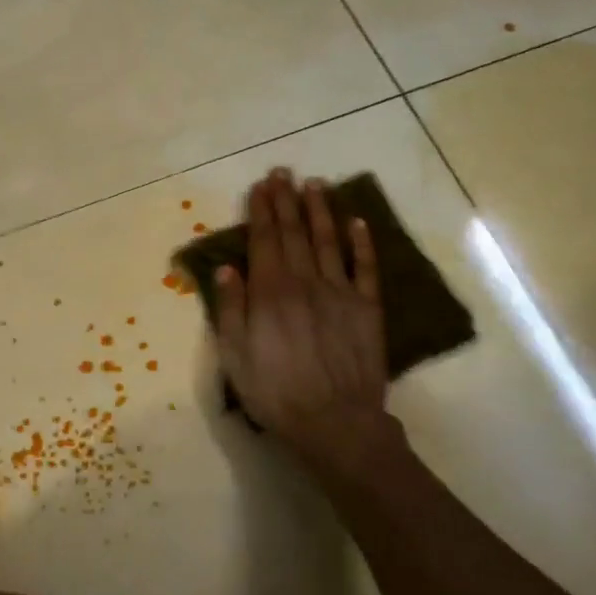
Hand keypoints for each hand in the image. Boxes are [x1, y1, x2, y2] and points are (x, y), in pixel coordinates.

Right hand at [214, 169, 391, 464]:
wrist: (334, 421)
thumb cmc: (275, 393)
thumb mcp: (235, 356)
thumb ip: (231, 309)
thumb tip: (227, 269)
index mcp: (271, 293)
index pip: (264, 241)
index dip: (261, 211)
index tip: (260, 187)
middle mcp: (305, 282)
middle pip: (294, 233)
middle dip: (286, 201)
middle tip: (283, 173)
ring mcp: (340, 292)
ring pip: (329, 241)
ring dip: (320, 211)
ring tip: (315, 184)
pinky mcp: (368, 308)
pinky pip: (366, 267)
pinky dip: (362, 242)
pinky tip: (357, 222)